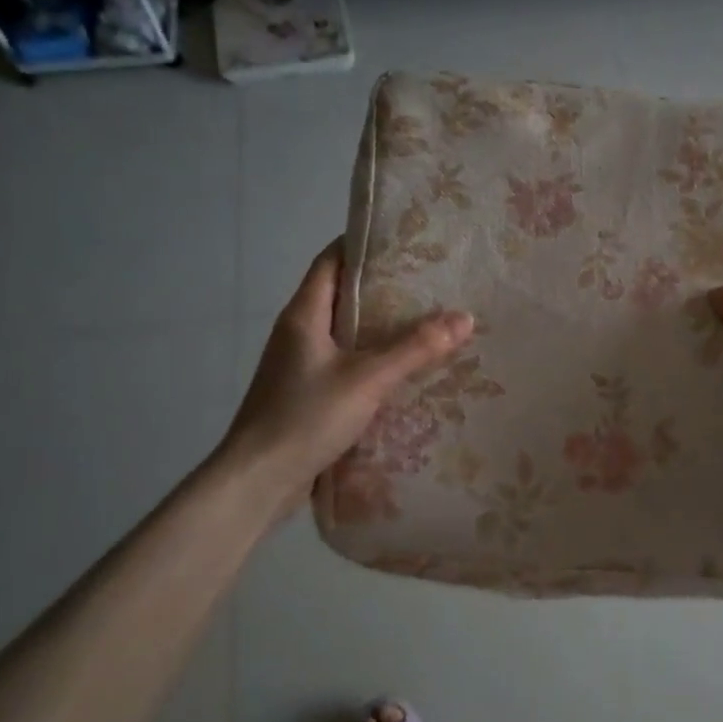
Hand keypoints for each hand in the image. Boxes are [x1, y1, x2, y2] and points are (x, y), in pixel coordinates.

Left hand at [218, 241, 473, 505]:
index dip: (363, 244)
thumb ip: (416, 348)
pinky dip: (375, 360)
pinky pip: (347, 364)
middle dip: (385, 287)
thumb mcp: (367, 379)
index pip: (331, 260)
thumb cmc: (305, 417)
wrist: (257, 482)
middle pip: (343, 295)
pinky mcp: (308, 394)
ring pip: (347, 333)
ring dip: (382, 327)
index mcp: (304, 315)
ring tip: (429, 321)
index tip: (405, 239)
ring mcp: (301, 365)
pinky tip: (406, 370)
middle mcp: (299, 333)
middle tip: (431, 282)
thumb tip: (465, 317)